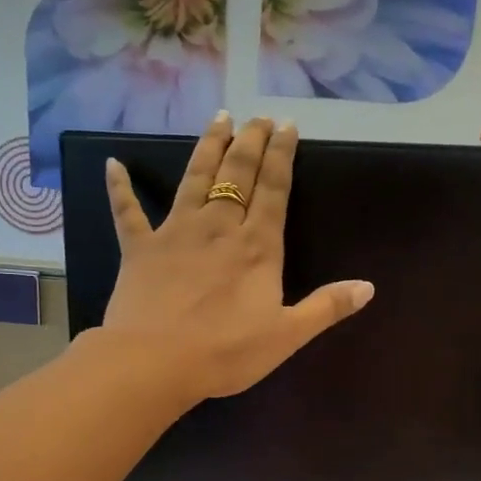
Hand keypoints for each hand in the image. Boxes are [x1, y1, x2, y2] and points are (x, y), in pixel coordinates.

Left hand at [100, 114, 373, 403]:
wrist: (155, 362)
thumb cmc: (225, 353)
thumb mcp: (286, 336)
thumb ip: (326, 308)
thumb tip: (368, 286)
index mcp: (256, 247)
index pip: (274, 190)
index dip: (282, 156)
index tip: (287, 126)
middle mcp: (217, 227)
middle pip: (237, 174)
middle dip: (250, 142)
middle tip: (258, 117)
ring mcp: (174, 233)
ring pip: (194, 179)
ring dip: (207, 148)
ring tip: (219, 119)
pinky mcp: (138, 248)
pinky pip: (126, 211)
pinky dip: (119, 187)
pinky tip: (113, 163)